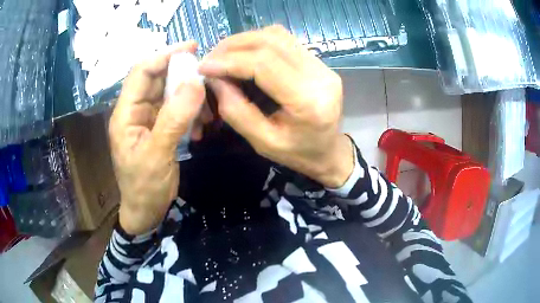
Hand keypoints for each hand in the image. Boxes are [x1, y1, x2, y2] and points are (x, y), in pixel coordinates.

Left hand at [109, 42, 204, 234]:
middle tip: (207, 75)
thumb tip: (195, 83)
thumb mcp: (157, 155)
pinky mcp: (157, 127)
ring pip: (168, 93)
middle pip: (156, 79)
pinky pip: (174, 109)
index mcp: (125, 113)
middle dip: (181, 74)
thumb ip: (174, 118)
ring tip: (206, 111)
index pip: (141, 72)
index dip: (164, 55)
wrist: (145, 211)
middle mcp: (134, 110)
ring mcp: (146, 119)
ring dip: (189, 96)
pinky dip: (189, 112)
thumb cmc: (144, 187)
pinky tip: (199, 127)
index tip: (191, 47)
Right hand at [199, 26, 353, 187]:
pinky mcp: (319, 62)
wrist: (329, 152)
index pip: (264, 64)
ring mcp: (323, 65)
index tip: (203, 67)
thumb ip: (236, 111)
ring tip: (223, 55)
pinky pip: (284, 41)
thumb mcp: (262, 142)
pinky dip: (258, 43)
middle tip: (210, 59)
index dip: (229, 61)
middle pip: (271, 41)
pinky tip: (243, 54)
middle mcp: (320, 75)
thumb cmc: (297, 154)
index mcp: (308, 101)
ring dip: (244, 41)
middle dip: (233, 46)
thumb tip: (214, 79)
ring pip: (277, 36)